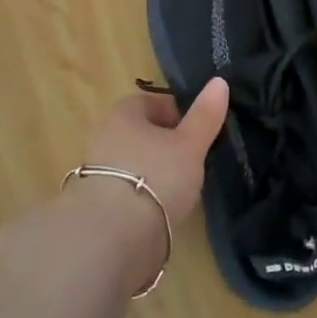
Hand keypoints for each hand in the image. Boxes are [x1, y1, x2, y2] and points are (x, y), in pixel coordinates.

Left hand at [79, 79, 229, 225]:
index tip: (197, 132)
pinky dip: (144, 197)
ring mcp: (96, 172)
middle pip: (142, 133)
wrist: (112, 236)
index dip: (177, 113)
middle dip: (166, 144)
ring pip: (134, 163)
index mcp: (123, 114)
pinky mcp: (97, 205)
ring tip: (181, 190)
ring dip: (154, 172)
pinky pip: (127, 191)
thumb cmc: (156, 176)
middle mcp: (104, 136)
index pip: (151, 103)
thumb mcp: (190, 144)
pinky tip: (161, 211)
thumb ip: (205, 115)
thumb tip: (219, 81)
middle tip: (192, 161)